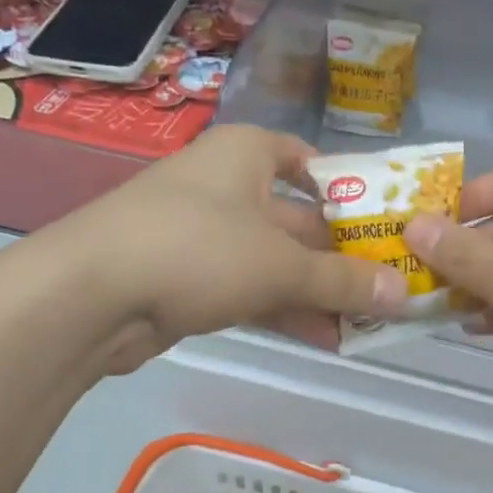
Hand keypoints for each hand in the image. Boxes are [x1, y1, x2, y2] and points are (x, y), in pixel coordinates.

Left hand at [26, 125, 405, 372]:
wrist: (87, 296)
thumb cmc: (197, 248)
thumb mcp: (281, 265)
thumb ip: (343, 280)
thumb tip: (405, 293)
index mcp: (247, 154)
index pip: (307, 160)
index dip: (348, 189)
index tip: (382, 222)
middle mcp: (226, 185)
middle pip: (298, 219)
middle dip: (341, 256)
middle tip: (389, 286)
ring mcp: (204, 233)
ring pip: (276, 260)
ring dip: (318, 291)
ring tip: (367, 321)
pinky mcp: (188, 277)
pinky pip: (250, 288)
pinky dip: (284, 308)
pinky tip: (325, 338)